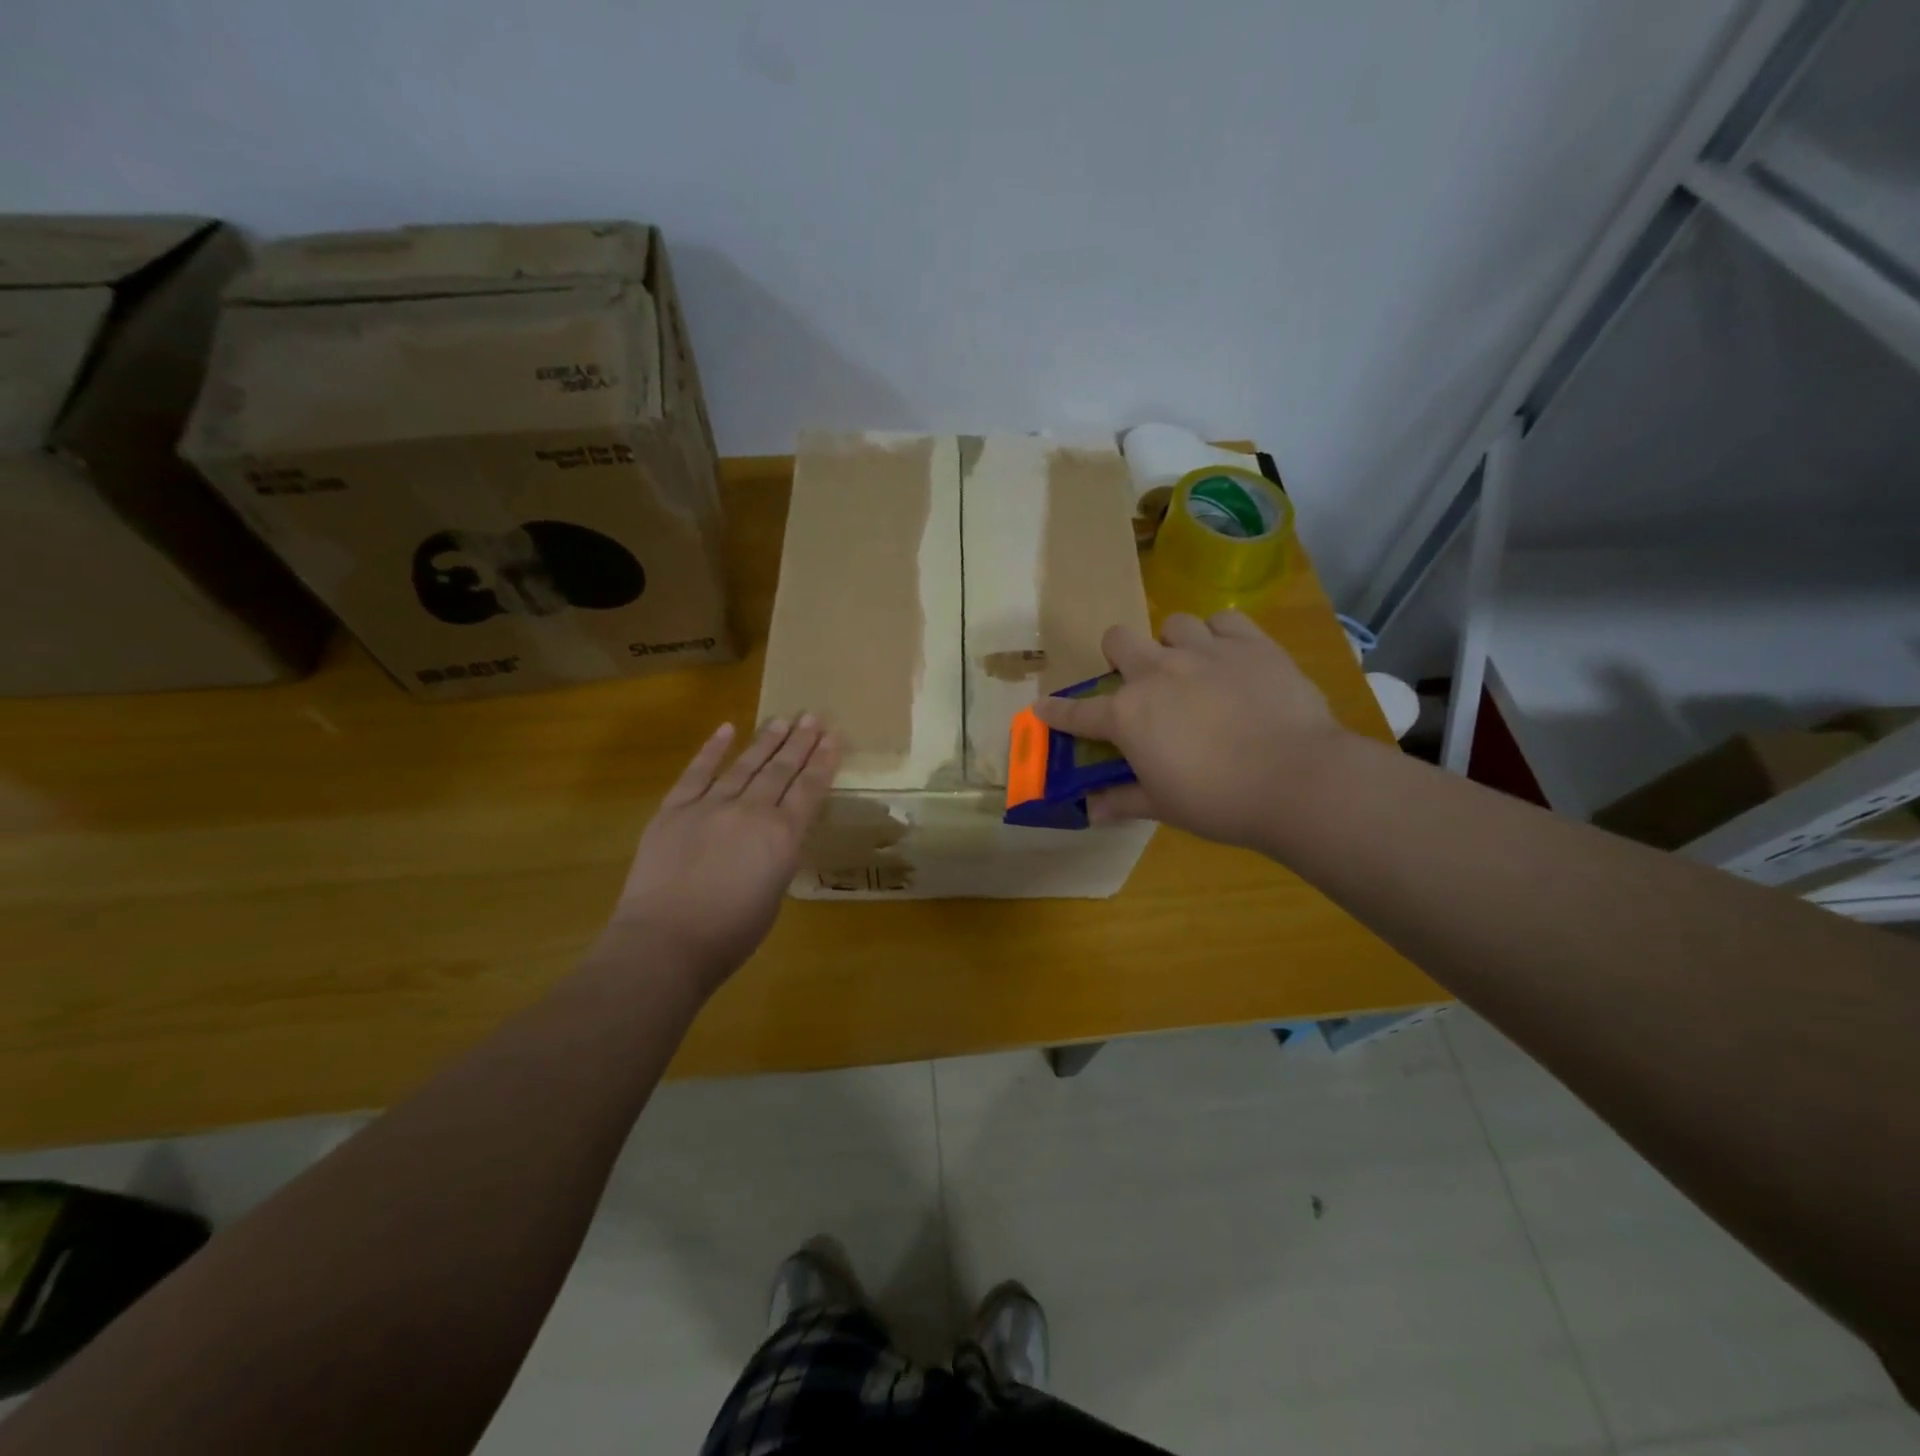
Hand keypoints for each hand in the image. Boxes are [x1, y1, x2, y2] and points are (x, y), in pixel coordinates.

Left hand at [602, 716, 838, 991]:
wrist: (666, 942)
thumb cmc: (729, 934)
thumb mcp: (773, 893)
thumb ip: (777, 856)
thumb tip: (773, 838)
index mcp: (782, 836)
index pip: (809, 789)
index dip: (823, 761)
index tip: (834, 735)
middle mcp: (751, 811)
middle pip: (781, 770)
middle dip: (800, 741)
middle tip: (813, 716)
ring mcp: (710, 806)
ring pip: (745, 765)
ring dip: (766, 740)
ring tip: (782, 719)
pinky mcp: (674, 810)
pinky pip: (696, 773)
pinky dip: (712, 750)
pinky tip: (726, 728)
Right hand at [1034, 610, 1351, 852]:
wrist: (1296, 780)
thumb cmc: (1220, 802)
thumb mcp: (1165, 806)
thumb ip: (1123, 800)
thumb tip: (1091, 810)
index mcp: (1128, 716)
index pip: (1078, 712)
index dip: (1056, 711)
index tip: (1042, 707)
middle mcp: (1157, 673)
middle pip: (1118, 639)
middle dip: (1120, 656)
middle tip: (1141, 681)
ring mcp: (1203, 652)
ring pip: (1173, 624)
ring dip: (1174, 644)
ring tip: (1192, 667)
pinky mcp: (1250, 643)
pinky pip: (1224, 619)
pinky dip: (1221, 634)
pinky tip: (1230, 655)